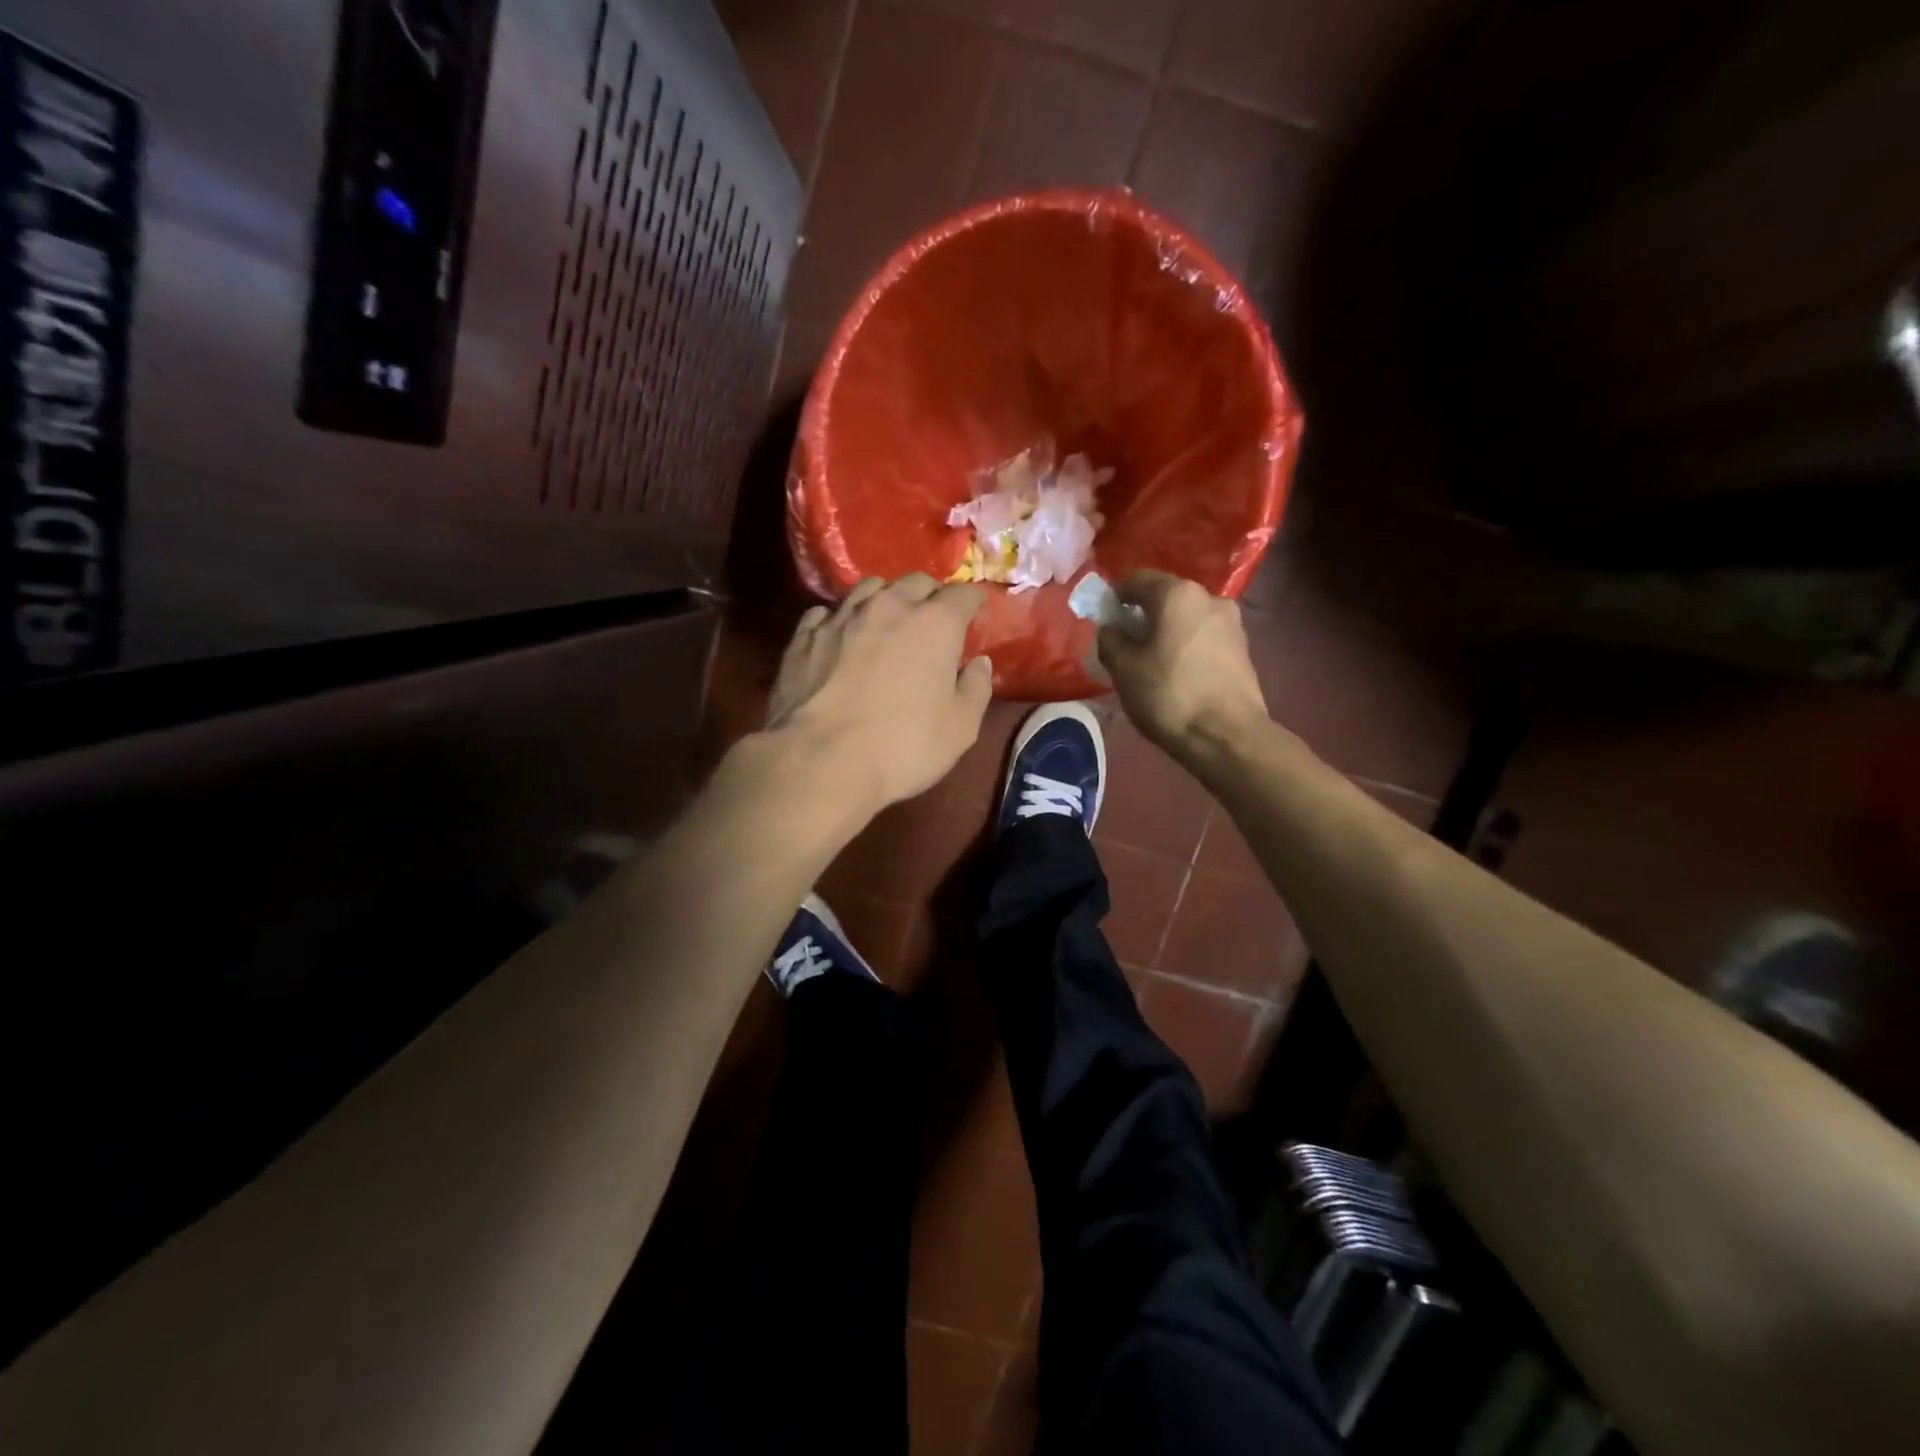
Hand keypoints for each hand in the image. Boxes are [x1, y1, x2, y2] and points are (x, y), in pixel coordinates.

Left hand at [766, 574, 993, 813]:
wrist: (819, 760)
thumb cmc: (902, 746)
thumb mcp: (960, 728)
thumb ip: (976, 689)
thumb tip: (979, 664)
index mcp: (935, 624)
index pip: (963, 594)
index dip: (972, 603)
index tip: (974, 614)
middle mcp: (889, 606)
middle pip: (916, 582)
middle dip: (930, 596)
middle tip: (933, 620)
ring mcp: (842, 617)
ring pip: (869, 588)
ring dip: (885, 599)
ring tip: (886, 622)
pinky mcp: (804, 635)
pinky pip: (828, 612)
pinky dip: (841, 619)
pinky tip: (840, 638)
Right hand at [1096, 571, 1268, 757]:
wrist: (1228, 737)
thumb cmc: (1169, 696)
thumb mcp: (1123, 669)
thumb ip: (1110, 640)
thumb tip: (1112, 628)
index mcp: (1177, 594)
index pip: (1137, 579)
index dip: (1114, 595)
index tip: (1102, 617)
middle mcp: (1209, 597)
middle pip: (1166, 597)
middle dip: (1143, 614)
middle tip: (1125, 641)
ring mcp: (1231, 622)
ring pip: (1187, 617)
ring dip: (1166, 630)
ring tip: (1151, 659)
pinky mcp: (1243, 648)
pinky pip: (1203, 636)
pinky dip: (1186, 645)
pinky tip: (1176, 671)